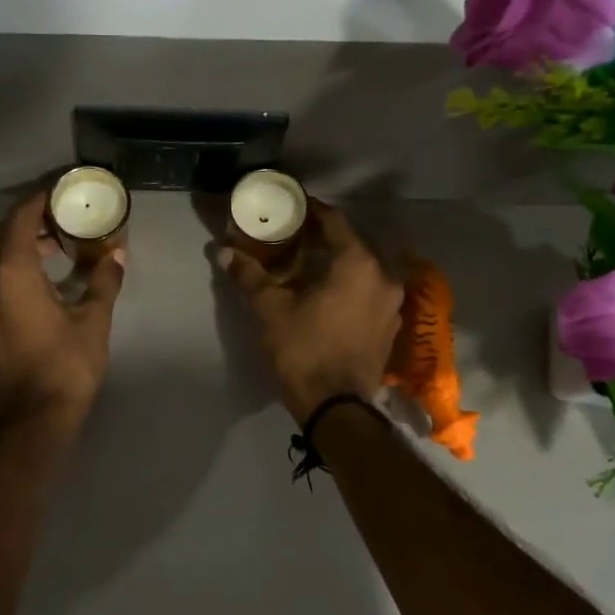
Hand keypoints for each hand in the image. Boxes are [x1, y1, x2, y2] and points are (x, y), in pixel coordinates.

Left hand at [0, 190, 124, 431]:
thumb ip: (104, 279)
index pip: (21, 217)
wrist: (36, 415)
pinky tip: (45, 271)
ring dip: (24, 241)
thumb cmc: (67, 363)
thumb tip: (117, 253)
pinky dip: (15, 263)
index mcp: (12, 270)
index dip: (41, 198)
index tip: (64, 190)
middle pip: (5, 232)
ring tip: (60, 241)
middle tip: (66, 213)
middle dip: (33, 217)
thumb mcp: (93, 318)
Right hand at [219, 201, 402, 425]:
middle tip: (296, 236)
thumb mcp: (270, 310)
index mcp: (357, 264)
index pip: (335, 222)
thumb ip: (250, 276)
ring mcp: (392, 305)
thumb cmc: (303, 350)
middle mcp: (383, 278)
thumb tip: (223, 252)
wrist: (336, 407)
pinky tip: (329, 295)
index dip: (313, 211)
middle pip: (353, 245)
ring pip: (365, 270)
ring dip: (340, 264)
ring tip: (311, 266)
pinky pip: (370, 294)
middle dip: (325, 238)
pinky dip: (352, 287)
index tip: (293, 207)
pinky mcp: (390, 329)